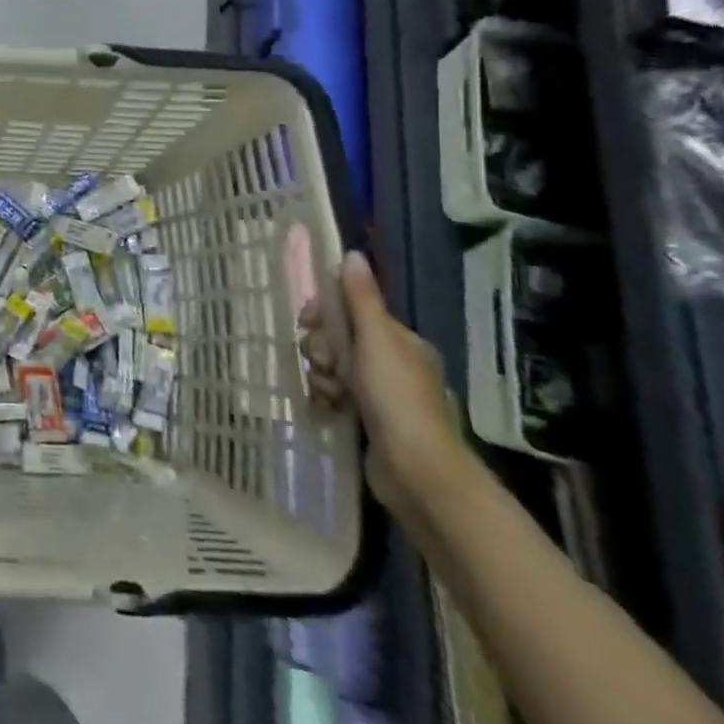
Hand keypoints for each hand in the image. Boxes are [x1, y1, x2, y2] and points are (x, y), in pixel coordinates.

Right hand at [300, 251, 460, 522]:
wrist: (416, 470)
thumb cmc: (396, 397)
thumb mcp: (376, 339)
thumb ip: (361, 298)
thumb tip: (352, 254)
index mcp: (399, 340)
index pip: (351, 311)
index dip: (324, 314)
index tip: (308, 323)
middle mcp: (392, 363)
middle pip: (337, 340)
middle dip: (321, 350)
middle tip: (325, 365)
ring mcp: (381, 394)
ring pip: (331, 369)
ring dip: (321, 377)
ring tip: (330, 394)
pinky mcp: (368, 421)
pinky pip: (333, 396)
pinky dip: (326, 399)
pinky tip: (327, 409)